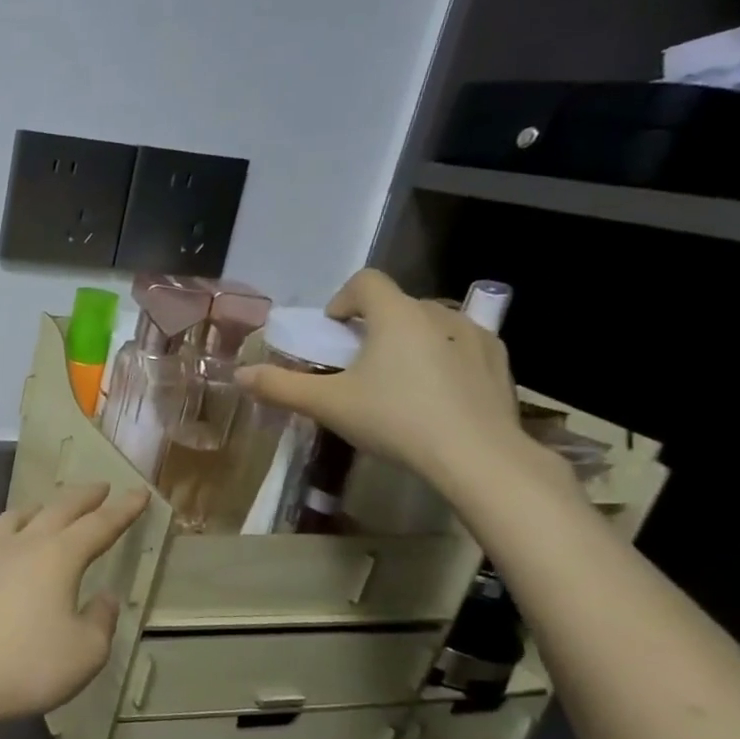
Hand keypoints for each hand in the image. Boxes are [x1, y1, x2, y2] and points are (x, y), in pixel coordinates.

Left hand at [0, 482, 150, 732]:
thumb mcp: (86, 652)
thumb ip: (101, 619)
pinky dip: (9, 527)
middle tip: (101, 487)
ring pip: (18, 516)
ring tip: (48, 506)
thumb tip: (104, 596)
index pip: (99, 526)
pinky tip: (5, 542)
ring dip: (42, 507)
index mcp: (59, 557)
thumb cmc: (30, 666)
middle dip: (84, 497)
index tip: (139, 493)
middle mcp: (23, 544)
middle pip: (58, 510)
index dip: (122, 510)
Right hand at [235, 269, 544, 499]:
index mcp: (396, 315)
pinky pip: (462, 346)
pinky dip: (444, 358)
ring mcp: (475, 336)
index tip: (331, 332)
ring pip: (432, 323)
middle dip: (374, 325)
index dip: (342, 299)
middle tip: (358, 364)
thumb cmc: (395, 420)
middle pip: (397, 304)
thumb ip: (281, 387)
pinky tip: (437, 394)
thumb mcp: (328, 405)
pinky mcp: (499, 362)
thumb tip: (240, 375)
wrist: (477, 457)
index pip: (365, 281)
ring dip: (410, 340)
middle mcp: (438, 313)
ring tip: (398, 380)